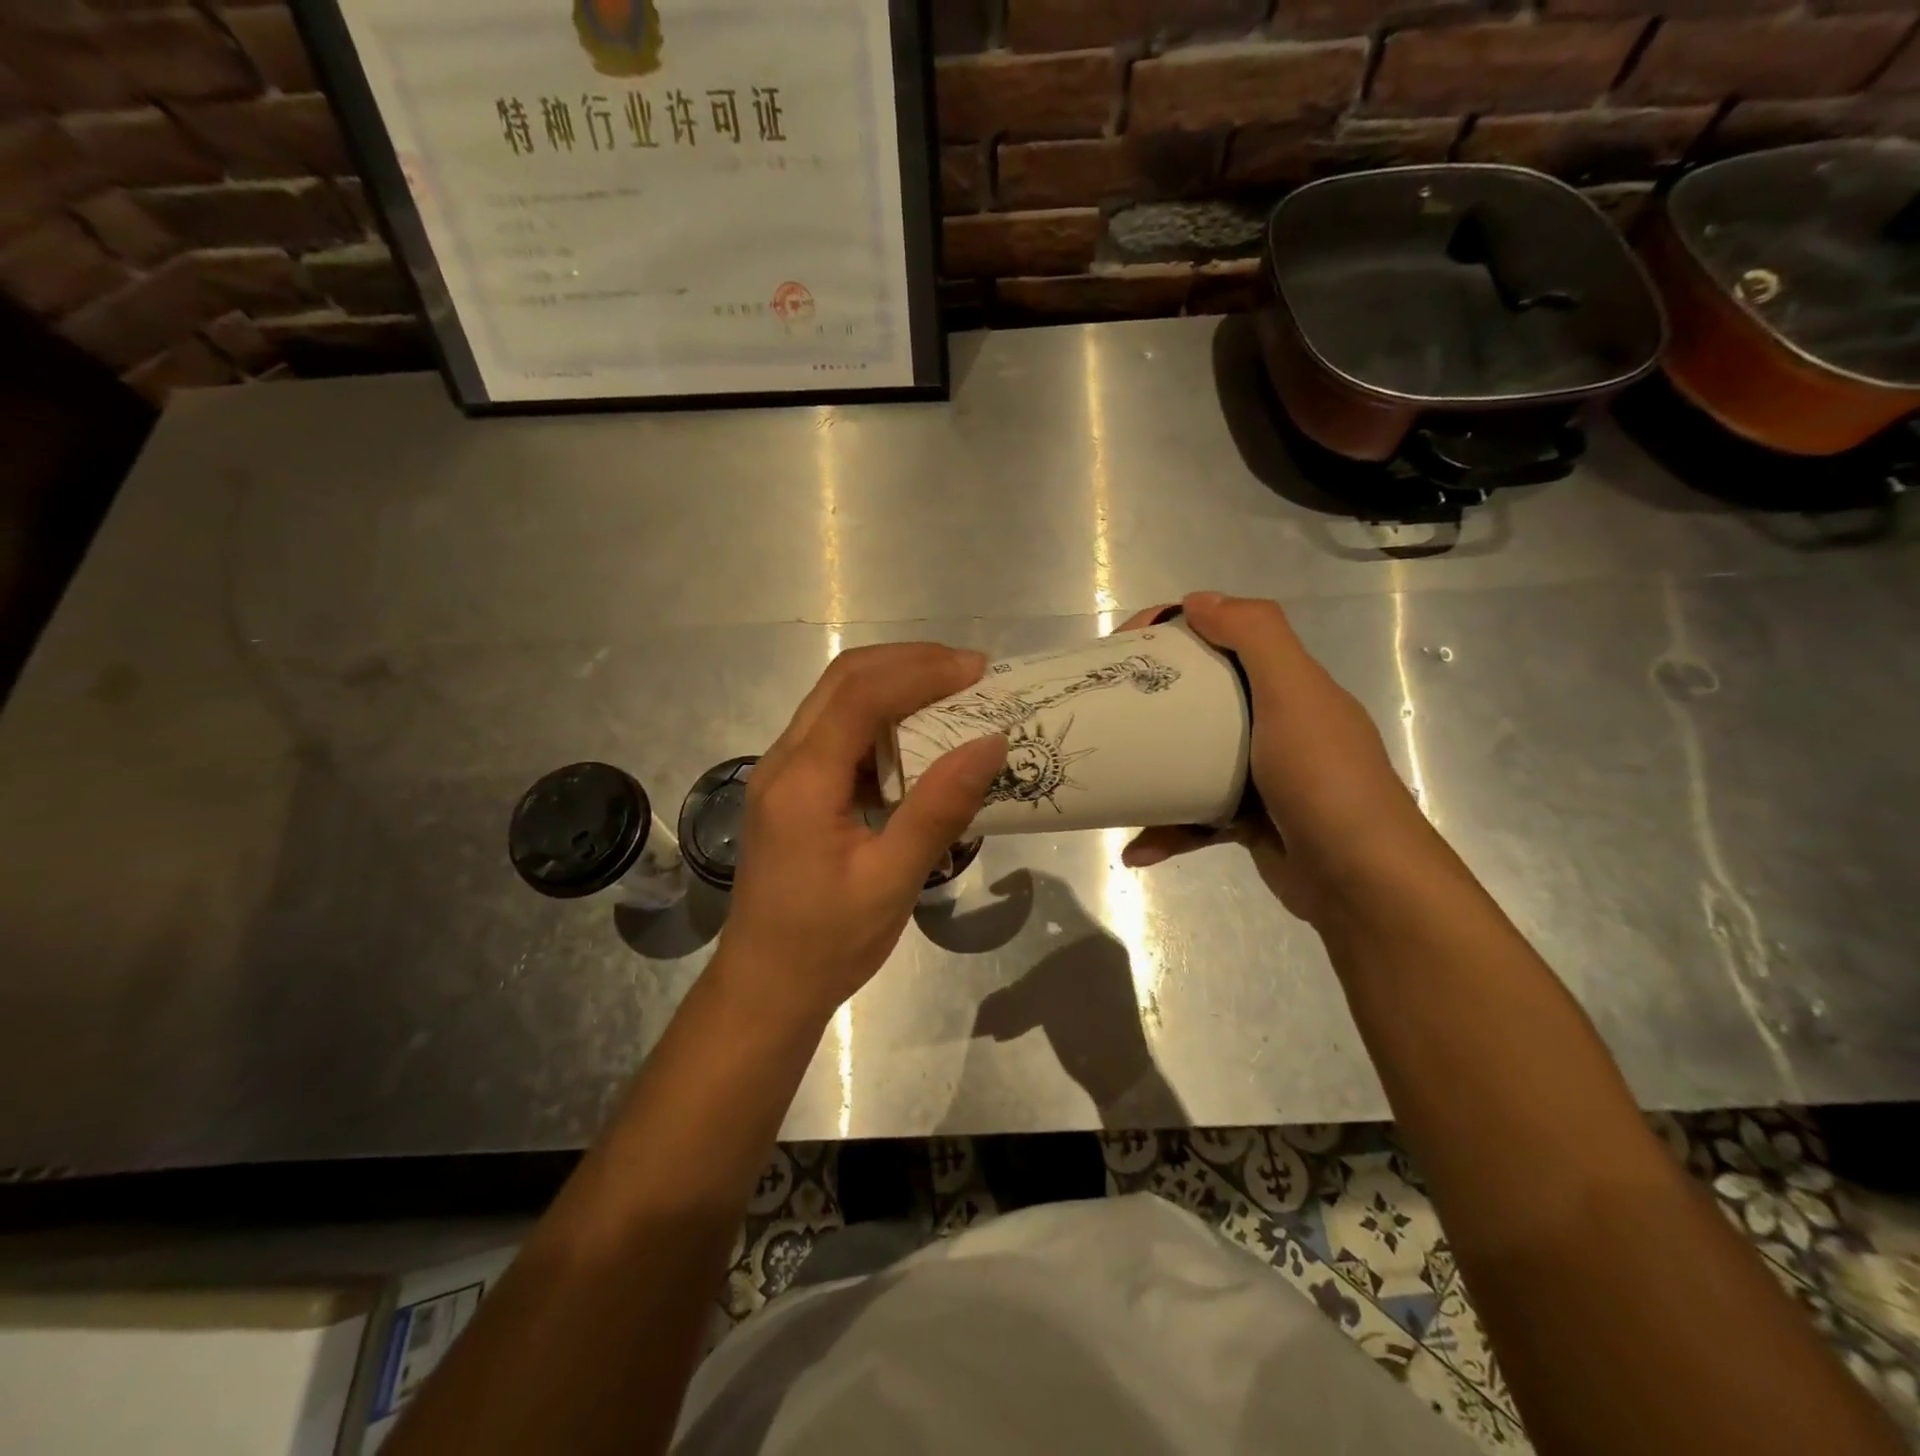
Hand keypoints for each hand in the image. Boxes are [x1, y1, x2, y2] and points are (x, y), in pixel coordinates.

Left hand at [715, 644, 1008, 1026]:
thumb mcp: (892, 882)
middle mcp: (784, 761)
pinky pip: (836, 732)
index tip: (978, 671)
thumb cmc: (827, 943)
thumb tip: (989, 743)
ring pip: (837, 700)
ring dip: (895, 685)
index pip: (861, 696)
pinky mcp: (792, 789)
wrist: (765, 987)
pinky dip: (881, 719)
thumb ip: (939, 809)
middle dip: (909, 663)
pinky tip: (918, 740)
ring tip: (953, 695)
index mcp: (803, 781)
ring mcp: (782, 772)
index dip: (921, 671)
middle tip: (970, 673)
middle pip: (843, 680)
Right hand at [1121, 592, 1435, 926]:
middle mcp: (1277, 724)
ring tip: (1110, 774)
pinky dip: (1166, 830)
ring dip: (1151, 768)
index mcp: (1289, 686)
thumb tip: (1198, 599)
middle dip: (1153, 695)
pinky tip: (1137, 849)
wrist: (1362, 881)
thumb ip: (1256, 636)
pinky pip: (1195, 816)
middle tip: (1109, 703)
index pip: (1227, 637)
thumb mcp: (1295, 694)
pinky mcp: (1248, 822)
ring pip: (1193, 758)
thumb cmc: (1323, 779)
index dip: (1177, 629)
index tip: (1126, 644)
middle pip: (1202, 695)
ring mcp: (1261, 777)